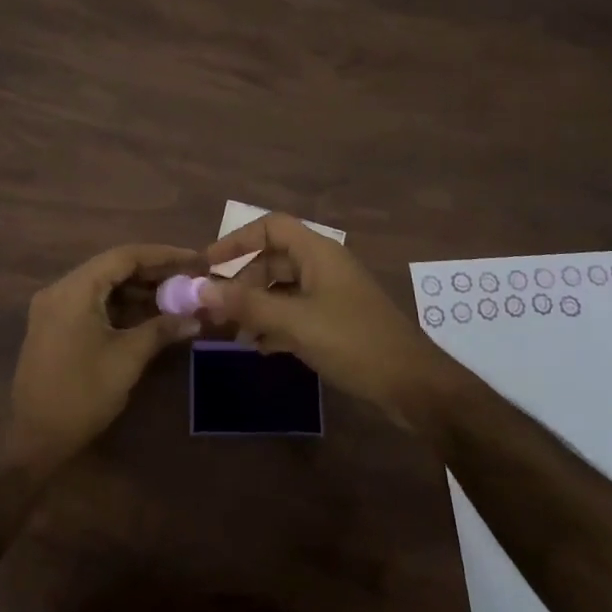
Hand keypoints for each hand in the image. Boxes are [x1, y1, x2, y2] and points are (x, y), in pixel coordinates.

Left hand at [5, 243, 202, 465]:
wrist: (34, 439)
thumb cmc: (82, 394)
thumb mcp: (128, 358)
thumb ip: (161, 329)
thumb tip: (196, 318)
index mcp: (74, 289)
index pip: (124, 256)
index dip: (163, 255)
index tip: (194, 259)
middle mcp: (61, 289)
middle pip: (113, 268)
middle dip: (153, 272)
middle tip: (189, 278)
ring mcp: (55, 308)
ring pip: (104, 286)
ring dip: (138, 290)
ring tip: (176, 296)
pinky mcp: (55, 326)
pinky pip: (93, 303)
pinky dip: (121, 306)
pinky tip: (149, 315)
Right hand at [203, 214, 453, 427]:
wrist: (412, 384)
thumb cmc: (353, 341)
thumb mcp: (295, 322)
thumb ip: (247, 305)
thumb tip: (199, 289)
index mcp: (318, 253)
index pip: (270, 227)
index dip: (236, 240)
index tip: (207, 264)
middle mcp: (324, 266)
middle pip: (273, 260)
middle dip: (242, 282)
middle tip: (216, 310)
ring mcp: (332, 294)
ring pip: (283, 289)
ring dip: (256, 307)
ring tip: (232, 333)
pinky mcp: (337, 321)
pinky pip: (296, 312)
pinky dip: (275, 324)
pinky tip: (259, 346)